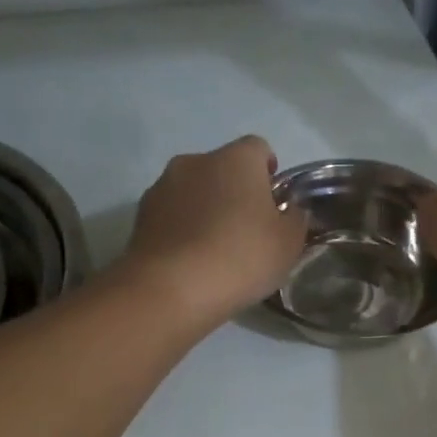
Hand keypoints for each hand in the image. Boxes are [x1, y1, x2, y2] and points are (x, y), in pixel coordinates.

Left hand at [123, 135, 307, 326]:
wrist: (172, 288)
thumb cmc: (241, 257)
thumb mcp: (288, 244)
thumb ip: (295, 220)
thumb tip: (290, 210)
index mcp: (236, 159)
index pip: (259, 148)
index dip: (268, 172)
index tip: (273, 202)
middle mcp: (196, 161)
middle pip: (222, 168)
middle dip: (234, 191)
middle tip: (245, 229)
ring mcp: (162, 186)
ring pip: (193, 191)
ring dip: (204, 209)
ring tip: (214, 249)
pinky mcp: (140, 216)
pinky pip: (171, 215)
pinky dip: (182, 229)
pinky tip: (190, 260)